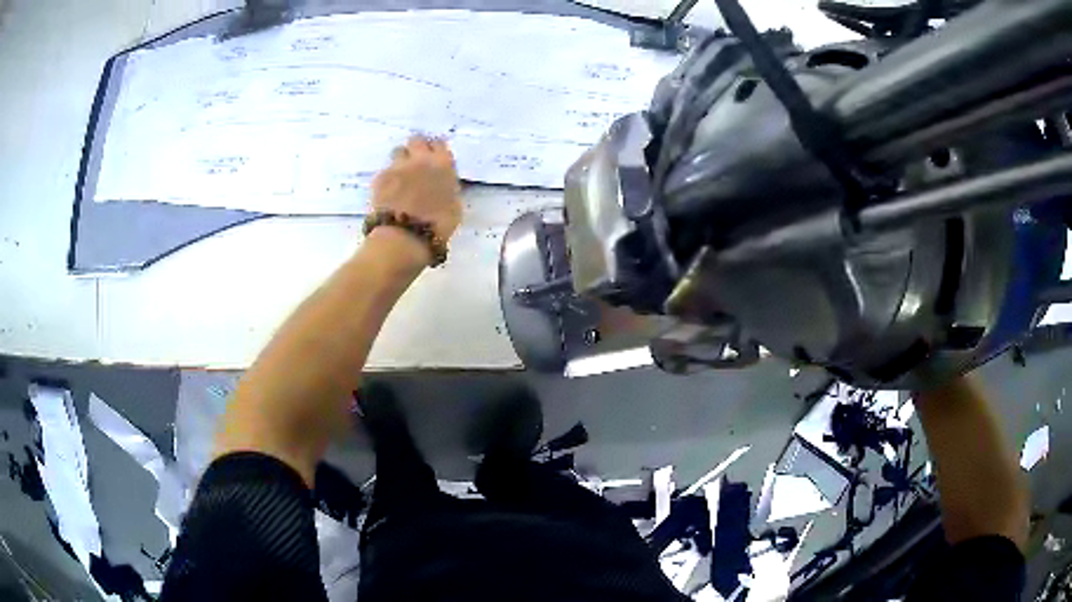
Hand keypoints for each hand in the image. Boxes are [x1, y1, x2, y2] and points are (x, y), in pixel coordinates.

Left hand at [372, 135, 462, 243]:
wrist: (405, 236)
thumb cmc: (437, 226)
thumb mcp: (454, 205)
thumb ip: (448, 187)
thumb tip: (442, 183)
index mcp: (443, 165)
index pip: (439, 144)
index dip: (436, 150)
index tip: (434, 158)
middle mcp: (420, 159)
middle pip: (416, 140)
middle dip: (416, 149)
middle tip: (416, 163)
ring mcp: (398, 166)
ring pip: (398, 151)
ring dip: (400, 160)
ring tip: (400, 177)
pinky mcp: (380, 177)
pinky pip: (385, 171)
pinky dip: (387, 179)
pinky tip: (388, 193)